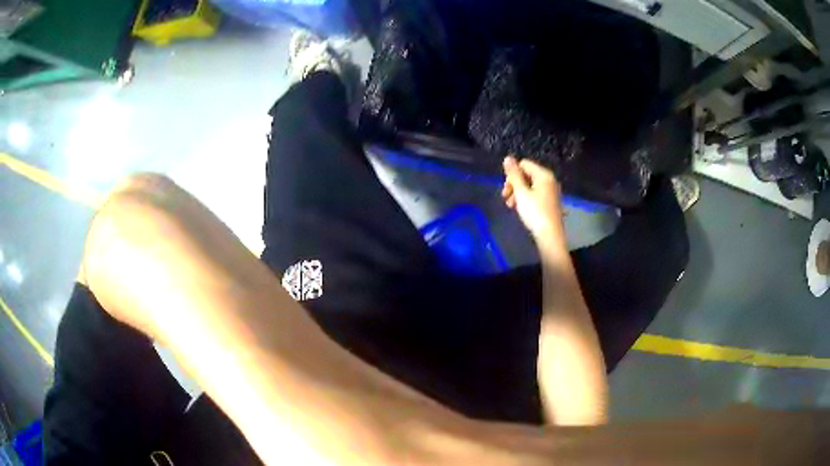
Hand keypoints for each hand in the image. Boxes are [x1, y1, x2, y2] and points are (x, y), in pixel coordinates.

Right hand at [502, 156, 564, 242]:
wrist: (550, 235)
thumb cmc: (535, 212)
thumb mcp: (521, 192)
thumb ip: (513, 175)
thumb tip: (507, 157)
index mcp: (543, 175)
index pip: (524, 164)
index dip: (512, 175)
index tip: (506, 190)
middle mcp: (549, 180)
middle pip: (527, 174)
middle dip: (514, 185)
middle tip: (506, 198)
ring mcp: (551, 191)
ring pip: (530, 186)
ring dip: (518, 193)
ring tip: (511, 206)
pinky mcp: (550, 202)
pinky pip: (535, 194)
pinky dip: (526, 199)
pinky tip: (521, 209)